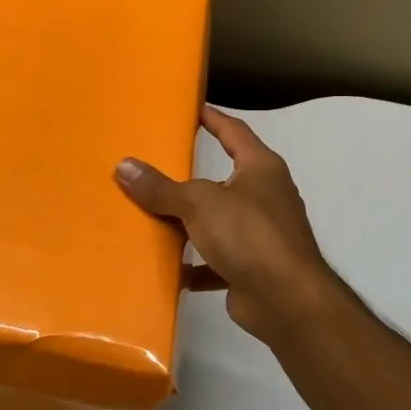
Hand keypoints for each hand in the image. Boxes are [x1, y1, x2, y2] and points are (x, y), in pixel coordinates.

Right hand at [116, 105, 345, 345]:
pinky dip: (195, 264)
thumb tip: (124, 166)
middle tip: (157, 165)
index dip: (212, 118)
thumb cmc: (249, 235)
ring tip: (153, 217)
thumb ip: (161, 188)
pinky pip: (217, 260)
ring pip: (218, 222)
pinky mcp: (253, 268)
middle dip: (191, 178)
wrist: (287, 301)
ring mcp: (262, 234)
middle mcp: (265, 197)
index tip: (191, 108)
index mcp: (261, 169)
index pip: (234, 132)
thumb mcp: (199, 203)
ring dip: (190, 223)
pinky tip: (169, 267)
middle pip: (223, 179)